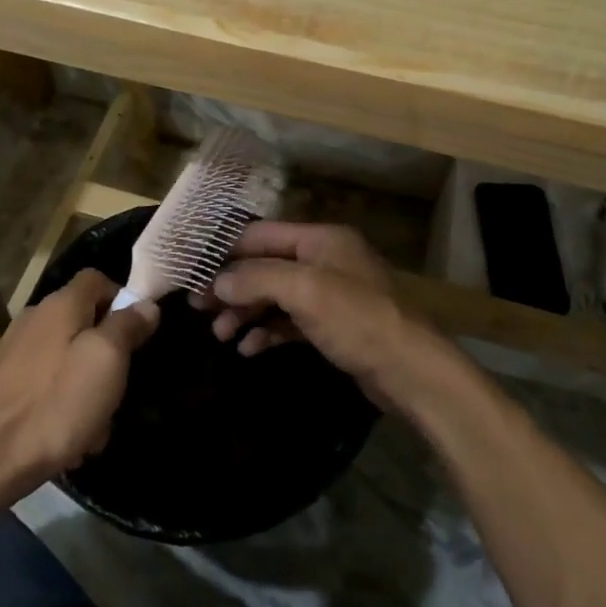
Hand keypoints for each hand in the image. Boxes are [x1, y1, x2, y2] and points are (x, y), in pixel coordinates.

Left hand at [0, 270, 158, 507]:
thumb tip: (145, 303)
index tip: (139, 334)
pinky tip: (68, 437)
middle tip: (118, 389)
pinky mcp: (5, 382)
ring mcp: (16, 350)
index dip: (122, 299)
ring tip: (94, 426)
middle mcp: (35, 317)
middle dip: (108, 354)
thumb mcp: (106, 360)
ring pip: (69, 357)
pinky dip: (64, 402)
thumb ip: (127, 326)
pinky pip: (49, 382)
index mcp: (60, 304)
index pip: (97, 278)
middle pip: (85, 320)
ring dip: (88, 387)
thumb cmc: (56, 404)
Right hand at [198, 221, 463, 413]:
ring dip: (245, 312)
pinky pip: (289, 322)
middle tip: (198, 307)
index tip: (194, 269)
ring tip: (221, 334)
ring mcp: (328, 294)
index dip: (227, 251)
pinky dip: (267, 331)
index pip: (261, 234)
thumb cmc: (357, 319)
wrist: (412, 371)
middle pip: (265, 266)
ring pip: (274, 296)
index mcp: (320, 239)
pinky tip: (249, 348)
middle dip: (232, 286)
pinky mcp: (331, 326)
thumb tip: (217, 280)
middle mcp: (323, 260)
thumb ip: (257, 278)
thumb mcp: (304, 291)